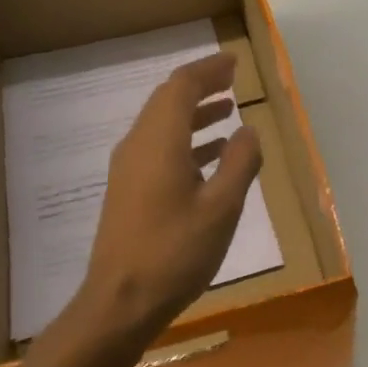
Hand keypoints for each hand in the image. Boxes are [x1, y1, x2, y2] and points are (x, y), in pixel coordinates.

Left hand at [76, 52, 263, 344]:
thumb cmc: (175, 253)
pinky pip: (158, 148)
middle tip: (232, 80)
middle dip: (201, 86)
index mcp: (160, 141)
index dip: (209, 70)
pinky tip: (210, 156)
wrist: (119, 303)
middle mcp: (138, 145)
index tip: (234, 63)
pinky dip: (186, 140)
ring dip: (194, 113)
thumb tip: (249, 131)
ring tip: (228, 111)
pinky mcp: (128, 191)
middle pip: (167, 100)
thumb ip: (240, 163)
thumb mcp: (221, 208)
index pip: (182, 86)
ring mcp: (128, 169)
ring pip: (162, 124)